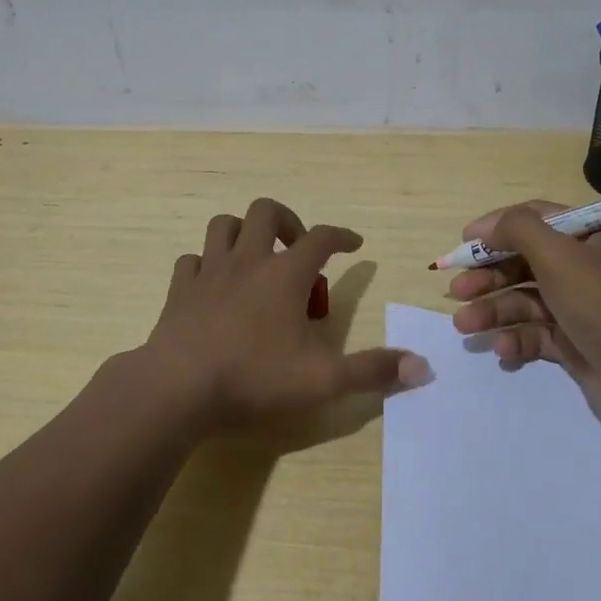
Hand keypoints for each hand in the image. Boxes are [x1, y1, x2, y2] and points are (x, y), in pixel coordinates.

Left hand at [138, 198, 430, 430]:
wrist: (178, 388)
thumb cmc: (255, 378)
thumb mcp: (325, 380)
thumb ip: (373, 371)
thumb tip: (422, 367)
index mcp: (286, 274)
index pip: (322, 237)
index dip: (342, 236)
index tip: (354, 244)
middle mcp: (248, 261)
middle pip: (266, 212)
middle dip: (287, 220)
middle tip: (297, 249)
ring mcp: (209, 272)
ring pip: (224, 225)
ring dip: (243, 233)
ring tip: (256, 259)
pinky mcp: (179, 290)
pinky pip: (191, 260)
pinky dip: (206, 264)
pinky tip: (213, 286)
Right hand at [445, 200, 600, 433]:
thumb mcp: (558, 254)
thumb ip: (517, 229)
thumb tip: (485, 227)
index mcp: (592, 236)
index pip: (536, 219)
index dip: (497, 228)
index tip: (463, 243)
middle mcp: (588, 267)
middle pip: (525, 263)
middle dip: (488, 277)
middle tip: (455, 291)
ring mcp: (581, 308)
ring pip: (525, 301)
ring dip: (493, 311)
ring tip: (465, 326)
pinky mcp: (576, 344)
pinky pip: (536, 334)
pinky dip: (517, 339)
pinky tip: (503, 350)